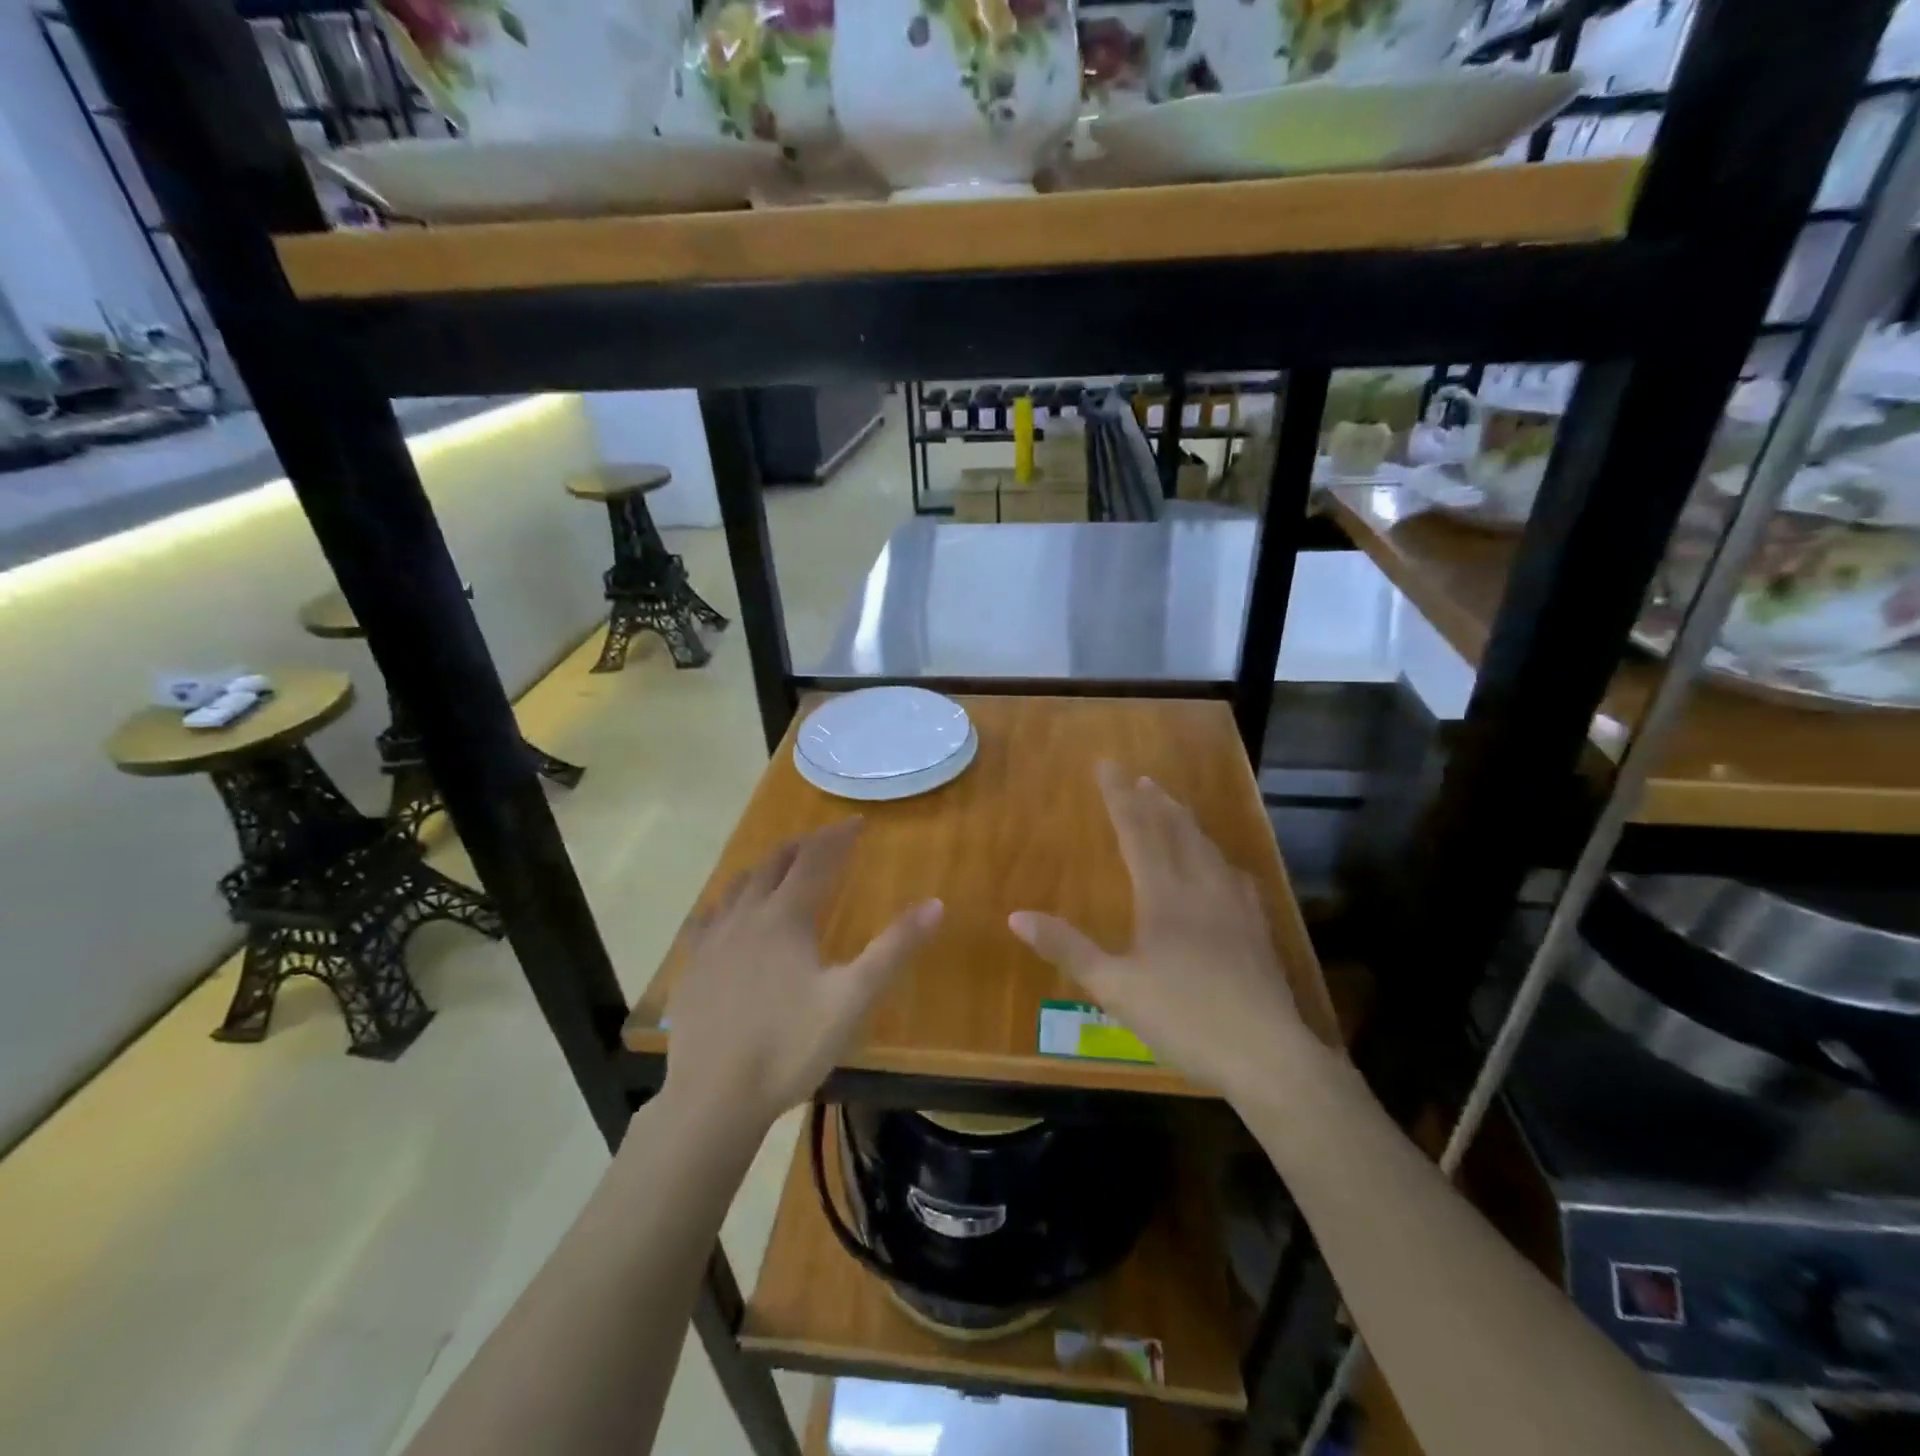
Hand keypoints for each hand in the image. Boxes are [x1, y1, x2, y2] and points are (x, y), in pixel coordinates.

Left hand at [663, 820, 942, 1132]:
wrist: (714, 1098)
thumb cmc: (790, 1046)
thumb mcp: (853, 998)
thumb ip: (894, 949)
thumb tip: (936, 904)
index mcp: (785, 917)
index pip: (815, 860)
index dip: (837, 837)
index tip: (857, 821)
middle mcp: (746, 916)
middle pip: (774, 864)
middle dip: (802, 846)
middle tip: (822, 839)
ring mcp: (713, 942)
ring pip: (738, 886)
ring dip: (764, 868)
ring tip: (779, 865)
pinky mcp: (692, 968)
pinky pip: (709, 918)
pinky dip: (727, 902)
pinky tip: (726, 915)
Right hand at [1009, 762, 1312, 1105]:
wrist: (1267, 1055)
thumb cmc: (1184, 1019)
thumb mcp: (1114, 988)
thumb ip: (1067, 948)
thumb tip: (1016, 916)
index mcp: (1164, 896)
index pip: (1137, 832)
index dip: (1119, 797)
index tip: (1107, 765)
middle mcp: (1201, 889)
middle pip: (1177, 832)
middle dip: (1155, 802)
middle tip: (1142, 778)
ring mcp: (1235, 907)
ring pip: (1208, 850)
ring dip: (1187, 823)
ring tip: (1175, 807)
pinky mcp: (1257, 930)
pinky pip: (1234, 876)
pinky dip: (1218, 858)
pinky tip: (1224, 867)